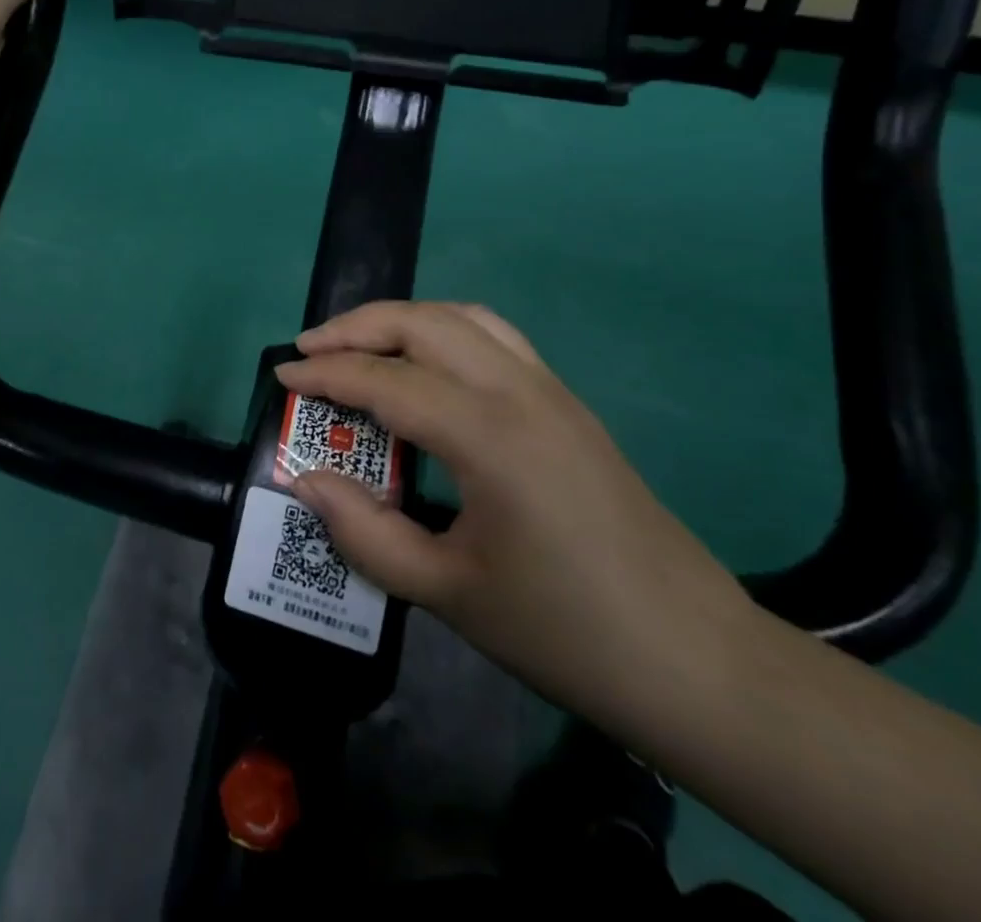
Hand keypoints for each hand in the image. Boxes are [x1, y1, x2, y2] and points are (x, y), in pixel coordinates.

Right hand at [279, 301, 755, 728]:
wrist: (698, 663)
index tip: (281, 378)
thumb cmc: (567, 633)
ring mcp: (551, 392)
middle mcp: (520, 392)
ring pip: (463, 318)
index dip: (326, 376)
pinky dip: (443, 332)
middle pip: (424, 323)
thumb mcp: (449, 593)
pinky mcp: (567, 405)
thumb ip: (365, 532)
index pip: (387, 381)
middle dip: (357, 327)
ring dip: (402, 320)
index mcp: (490, 436)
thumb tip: (306, 481)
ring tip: (359, 347)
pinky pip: (493, 338)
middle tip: (309, 352)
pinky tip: (424, 369)